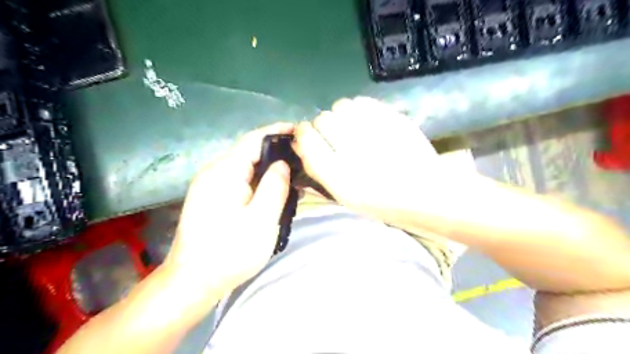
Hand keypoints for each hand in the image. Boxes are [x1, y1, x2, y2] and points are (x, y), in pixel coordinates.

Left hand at [160, 123, 291, 302]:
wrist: (192, 281)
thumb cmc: (230, 251)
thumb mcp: (261, 220)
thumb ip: (274, 186)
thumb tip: (282, 164)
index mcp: (225, 172)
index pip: (253, 140)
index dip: (277, 132)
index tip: (299, 131)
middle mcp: (214, 171)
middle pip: (249, 152)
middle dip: (276, 153)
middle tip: (302, 160)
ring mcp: (209, 185)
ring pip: (245, 167)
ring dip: (268, 169)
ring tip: (293, 177)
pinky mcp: (210, 197)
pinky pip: (239, 180)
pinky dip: (258, 181)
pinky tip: (272, 192)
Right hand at [294, 97, 441, 221]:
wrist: (426, 193)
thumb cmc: (381, 201)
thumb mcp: (343, 195)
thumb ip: (318, 168)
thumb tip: (299, 142)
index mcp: (339, 176)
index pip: (307, 139)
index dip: (303, 134)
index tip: (307, 135)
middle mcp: (354, 151)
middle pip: (322, 119)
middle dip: (323, 125)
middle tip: (335, 135)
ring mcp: (375, 131)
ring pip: (341, 106)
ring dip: (341, 115)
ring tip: (352, 127)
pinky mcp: (393, 118)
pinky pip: (362, 101)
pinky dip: (358, 108)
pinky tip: (366, 121)